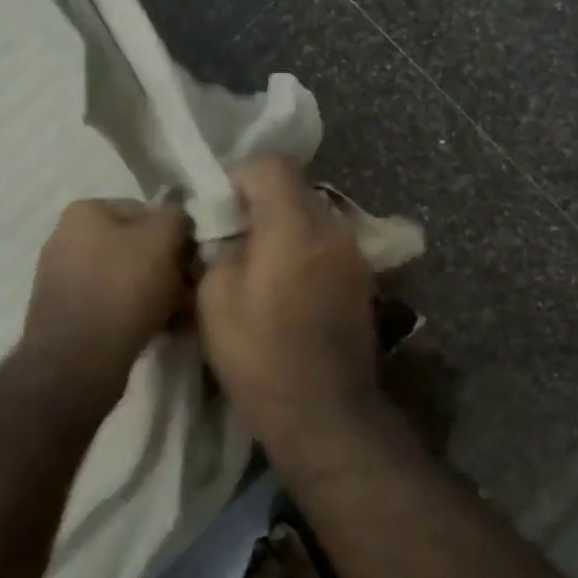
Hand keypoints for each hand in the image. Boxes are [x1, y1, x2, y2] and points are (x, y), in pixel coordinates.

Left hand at [21, 199, 192, 400]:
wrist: (78, 361)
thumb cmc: (123, 288)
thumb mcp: (163, 239)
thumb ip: (176, 217)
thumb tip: (178, 219)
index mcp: (85, 211)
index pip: (145, 211)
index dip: (175, 235)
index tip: (193, 263)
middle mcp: (66, 238)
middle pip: (135, 247)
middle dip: (167, 269)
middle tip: (191, 293)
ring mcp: (62, 278)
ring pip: (126, 278)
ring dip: (156, 294)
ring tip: (180, 318)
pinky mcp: (65, 314)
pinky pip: (111, 305)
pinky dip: (136, 314)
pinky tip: (160, 331)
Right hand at [198, 157, 378, 438]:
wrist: (325, 412)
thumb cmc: (260, 356)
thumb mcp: (214, 299)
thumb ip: (220, 248)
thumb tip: (228, 232)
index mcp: (294, 226)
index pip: (272, 165)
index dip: (240, 178)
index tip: (221, 213)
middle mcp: (332, 229)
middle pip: (295, 188)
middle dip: (261, 203)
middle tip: (235, 240)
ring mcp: (354, 254)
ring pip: (313, 216)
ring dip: (284, 228)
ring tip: (261, 268)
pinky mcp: (363, 279)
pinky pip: (327, 244)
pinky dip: (304, 250)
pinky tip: (288, 289)